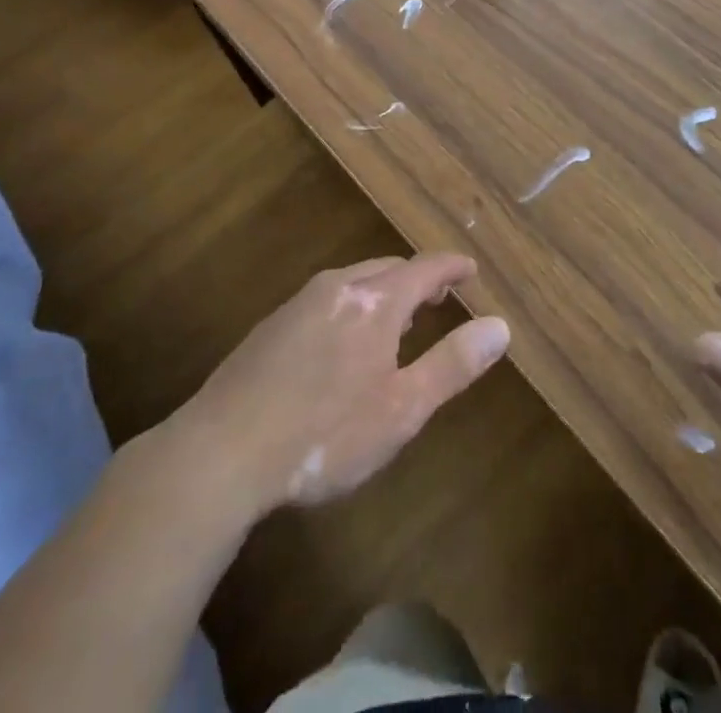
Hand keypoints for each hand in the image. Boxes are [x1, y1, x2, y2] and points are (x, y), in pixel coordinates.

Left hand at [163, 254, 509, 517]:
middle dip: (419, 279)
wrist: (220, 452)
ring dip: (384, 292)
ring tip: (397, 322)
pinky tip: (344, 343)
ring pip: (355, 281)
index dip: (453, 267)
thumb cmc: (323, 434)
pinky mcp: (272, 326)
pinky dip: (352, 306)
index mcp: (375, 301)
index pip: (426, 268)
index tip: (471, 269)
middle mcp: (339, 287)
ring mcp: (300, 303)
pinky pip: (327, 299)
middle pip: (390, 269)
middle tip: (439, 301)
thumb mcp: (401, 409)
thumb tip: (500, 326)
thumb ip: (452, 364)